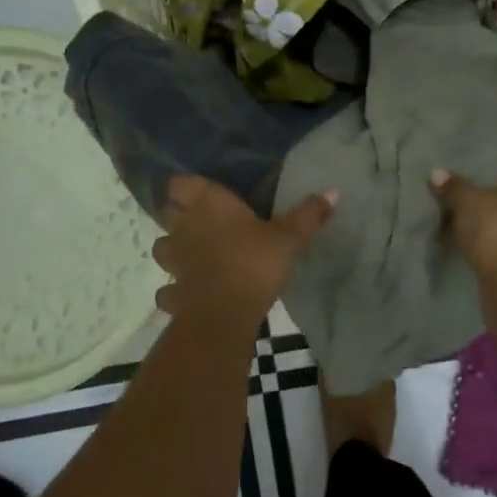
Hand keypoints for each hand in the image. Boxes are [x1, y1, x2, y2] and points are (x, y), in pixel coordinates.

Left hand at [152, 176, 336, 323]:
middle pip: (167, 212)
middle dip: (179, 216)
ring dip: (173, 250)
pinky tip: (190, 294)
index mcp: (207, 204)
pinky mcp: (171, 292)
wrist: (224, 313)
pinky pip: (167, 288)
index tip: (203, 192)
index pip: (180, 183)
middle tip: (203, 222)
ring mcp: (173, 261)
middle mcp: (183, 227)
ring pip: (162, 248)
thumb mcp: (289, 238)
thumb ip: (308, 215)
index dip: (188, 187)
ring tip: (194, 256)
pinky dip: (175, 291)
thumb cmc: (254, 262)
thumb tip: (334, 191)